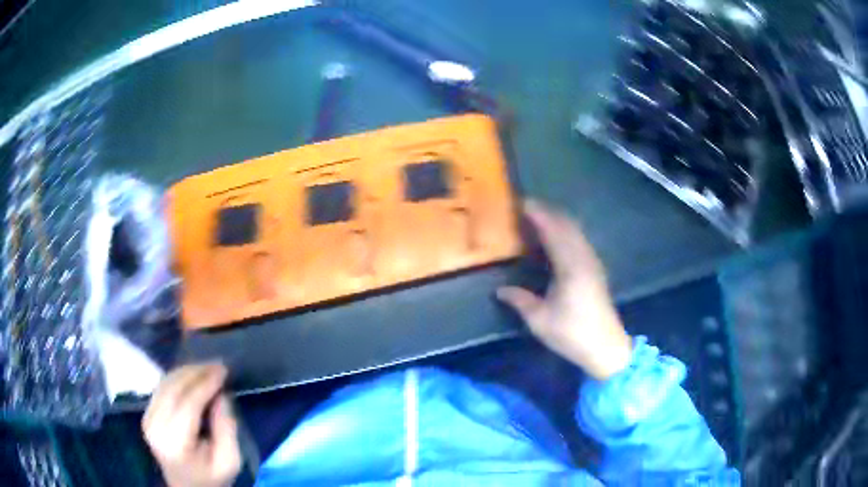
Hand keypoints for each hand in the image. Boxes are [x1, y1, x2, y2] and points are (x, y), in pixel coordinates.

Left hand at [143, 364, 240, 486]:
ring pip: (165, 383)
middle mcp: (155, 427)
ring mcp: (147, 419)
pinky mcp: (146, 414)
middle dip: (196, 372)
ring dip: (187, 371)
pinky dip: (178, 377)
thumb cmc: (212, 477)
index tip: (224, 370)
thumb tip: (221, 394)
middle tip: (218, 365)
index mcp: (175, 444)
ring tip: (208, 368)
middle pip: (173, 389)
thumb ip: (226, 428)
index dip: (205, 384)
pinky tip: (193, 376)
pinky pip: (161, 387)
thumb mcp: (229, 461)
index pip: (187, 404)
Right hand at [497, 200, 631, 380]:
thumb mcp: (539, 320)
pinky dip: (566, 232)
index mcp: (570, 266)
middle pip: (567, 225)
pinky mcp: (596, 270)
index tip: (521, 203)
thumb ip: (520, 300)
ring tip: (539, 218)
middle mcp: (584, 258)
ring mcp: (592, 262)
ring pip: (576, 231)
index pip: (553, 231)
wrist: (606, 347)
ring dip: (558, 220)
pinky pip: (580, 240)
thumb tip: (500, 290)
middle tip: (527, 207)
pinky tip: (557, 239)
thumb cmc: (572, 334)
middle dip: (548, 212)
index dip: (538, 214)